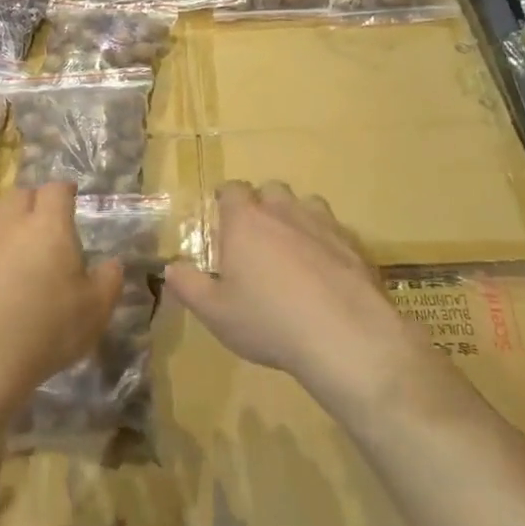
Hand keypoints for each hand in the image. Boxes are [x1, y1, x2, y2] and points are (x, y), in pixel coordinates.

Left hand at [0, 184, 121, 416]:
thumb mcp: (96, 311)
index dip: (64, 190)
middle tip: (41, 221)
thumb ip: (109, 281)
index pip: (56, 190)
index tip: (70, 197)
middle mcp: (10, 225)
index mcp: (49, 228)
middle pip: (18, 194)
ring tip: (6, 237)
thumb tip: (112, 264)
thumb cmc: (47, 330)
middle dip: (32, 201)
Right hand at [166, 181, 427, 402]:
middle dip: (262, 204)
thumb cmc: (268, 321)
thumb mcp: (215, 312)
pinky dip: (325, 242)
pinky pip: (334, 231)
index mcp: (246, 221)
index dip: (226, 199)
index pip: (232, 189)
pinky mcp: (354, 244)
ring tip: (291, 250)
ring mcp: (323, 224)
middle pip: (271, 189)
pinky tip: (324, 272)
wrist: (345, 336)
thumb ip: (189, 286)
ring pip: (307, 204)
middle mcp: (284, 211)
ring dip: (295, 217)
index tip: (222, 217)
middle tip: (255, 237)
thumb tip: (171, 268)